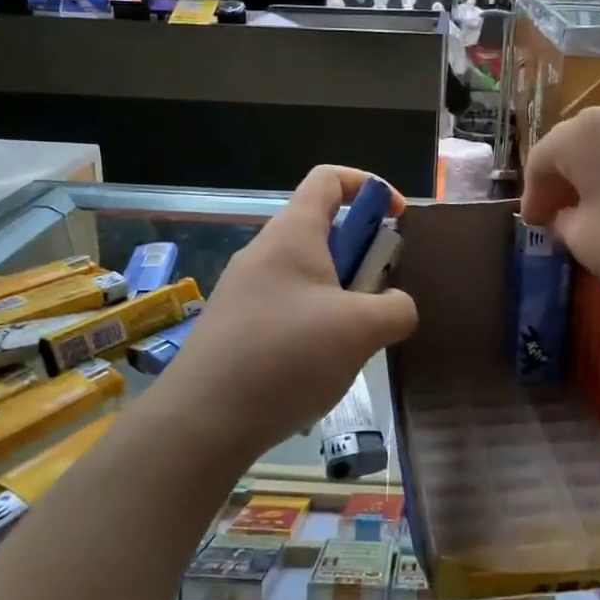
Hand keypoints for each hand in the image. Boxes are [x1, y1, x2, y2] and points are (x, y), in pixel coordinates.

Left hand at [154, 166, 418, 460]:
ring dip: (341, 298)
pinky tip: (319, 369)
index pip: (329, 178)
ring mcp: (244, 291)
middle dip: (361, 257)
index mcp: (293, 234)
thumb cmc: (287, 355)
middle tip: (379, 299)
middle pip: (322, 231)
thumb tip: (397, 305)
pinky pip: (286, 309)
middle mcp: (264, 252)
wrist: (202, 420)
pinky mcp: (235, 327)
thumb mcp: (361, 329)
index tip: (397, 218)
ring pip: (307, 276)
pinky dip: (314, 326)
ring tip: (354, 343)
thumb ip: (396, 308)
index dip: (369, 185)